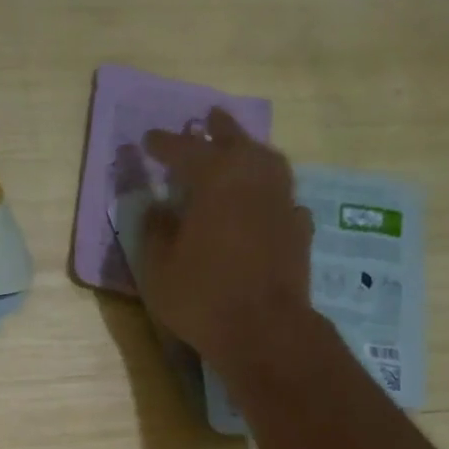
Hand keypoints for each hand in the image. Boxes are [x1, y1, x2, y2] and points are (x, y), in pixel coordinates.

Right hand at [139, 109, 314, 378]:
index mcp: (215, 179)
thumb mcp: (159, 269)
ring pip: (268, 162)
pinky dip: (270, 192)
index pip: (185, 150)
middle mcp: (253, 178)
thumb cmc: (202, 297)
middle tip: (209, 118)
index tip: (149, 139)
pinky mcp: (299, 228)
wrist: (264, 330)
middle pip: (235, 141)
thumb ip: (156, 231)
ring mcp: (282, 201)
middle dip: (218, 129)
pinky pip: (283, 197)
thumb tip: (158, 208)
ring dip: (251, 152)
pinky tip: (266, 202)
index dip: (164, 144)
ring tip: (241, 151)